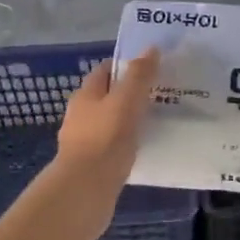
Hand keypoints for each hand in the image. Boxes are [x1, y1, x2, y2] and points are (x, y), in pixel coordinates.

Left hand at [51, 48, 159, 239]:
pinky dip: (126, 144)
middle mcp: (80, 115)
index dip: (126, 66)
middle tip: (159, 95)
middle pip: (106, 97)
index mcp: (86, 95)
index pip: (105, 71)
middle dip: (129, 94)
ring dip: (128, 120)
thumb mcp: (126, 101)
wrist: (85, 190)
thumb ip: (139, 76)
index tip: (151, 68)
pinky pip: (112, 147)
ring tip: (156, 121)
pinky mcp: (91, 165)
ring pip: (109, 123)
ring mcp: (83, 142)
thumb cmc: (106, 139)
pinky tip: (143, 149)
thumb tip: (151, 49)